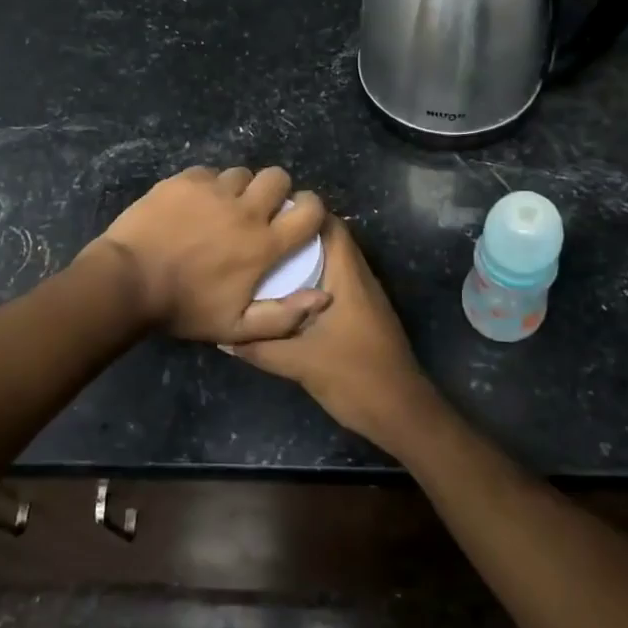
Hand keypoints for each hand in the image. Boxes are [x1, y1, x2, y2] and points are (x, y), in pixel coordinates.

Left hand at [84, 166, 332, 343]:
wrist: (128, 281)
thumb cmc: (184, 308)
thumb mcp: (236, 328)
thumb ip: (284, 317)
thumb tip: (324, 297)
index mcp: (263, 244)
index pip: (309, 212)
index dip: (313, 207)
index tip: (303, 214)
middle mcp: (244, 210)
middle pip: (277, 177)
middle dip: (276, 189)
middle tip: (261, 207)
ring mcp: (212, 191)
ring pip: (240, 173)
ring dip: (239, 188)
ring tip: (223, 206)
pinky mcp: (184, 180)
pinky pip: (208, 173)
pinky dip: (207, 185)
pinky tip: (194, 203)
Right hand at [228, 216, 441, 450]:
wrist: (403, 414)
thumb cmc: (355, 377)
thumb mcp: (300, 364)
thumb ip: (261, 348)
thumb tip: (224, 336)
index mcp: (349, 277)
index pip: (330, 225)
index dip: (302, 213)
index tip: (268, 215)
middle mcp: (360, 279)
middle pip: (330, 241)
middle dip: (296, 237)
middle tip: (260, 238)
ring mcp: (365, 298)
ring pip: (333, 263)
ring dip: (304, 260)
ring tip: (266, 262)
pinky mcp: (364, 316)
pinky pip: (336, 284)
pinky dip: (313, 282)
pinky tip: (286, 297)